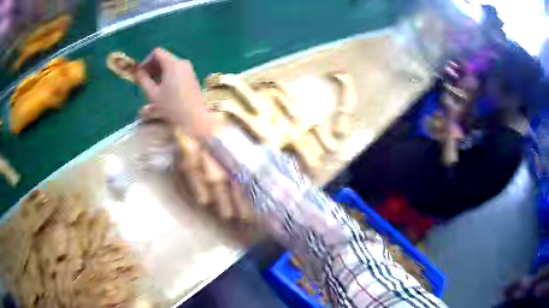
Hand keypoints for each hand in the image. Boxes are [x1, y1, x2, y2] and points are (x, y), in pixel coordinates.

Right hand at [136, 48, 217, 137]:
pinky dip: (168, 74)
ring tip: (153, 85)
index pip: (157, 52)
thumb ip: (144, 80)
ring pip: (170, 63)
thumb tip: (139, 71)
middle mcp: (182, 62)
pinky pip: (177, 69)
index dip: (147, 60)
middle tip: (145, 80)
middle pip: (164, 57)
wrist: (194, 117)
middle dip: (153, 66)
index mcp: (173, 64)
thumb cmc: (171, 106)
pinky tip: (164, 87)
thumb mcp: (153, 94)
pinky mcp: (192, 75)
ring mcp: (189, 68)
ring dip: (160, 71)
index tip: (141, 73)